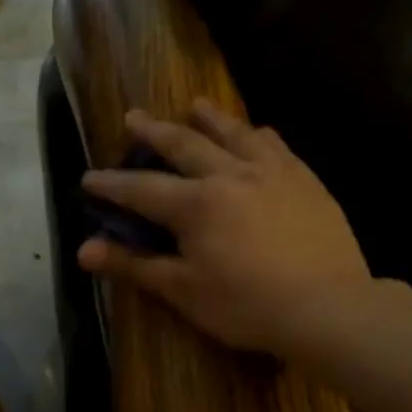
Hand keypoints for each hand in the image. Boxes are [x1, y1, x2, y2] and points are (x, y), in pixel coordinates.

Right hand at [78, 103, 370, 355]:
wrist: (327, 306)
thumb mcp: (183, 291)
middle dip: (154, 131)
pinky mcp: (305, 180)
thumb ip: (134, 265)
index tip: (88, 177)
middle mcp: (229, 174)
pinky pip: (276, 145)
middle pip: (184, 144)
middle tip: (134, 117)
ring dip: (209, 118)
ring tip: (195, 105)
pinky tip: (257, 132)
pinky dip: (257, 135)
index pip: (141, 188)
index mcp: (195, 204)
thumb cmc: (246, 304)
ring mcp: (271, 172)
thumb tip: (84, 251)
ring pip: (234, 133)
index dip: (111, 184)